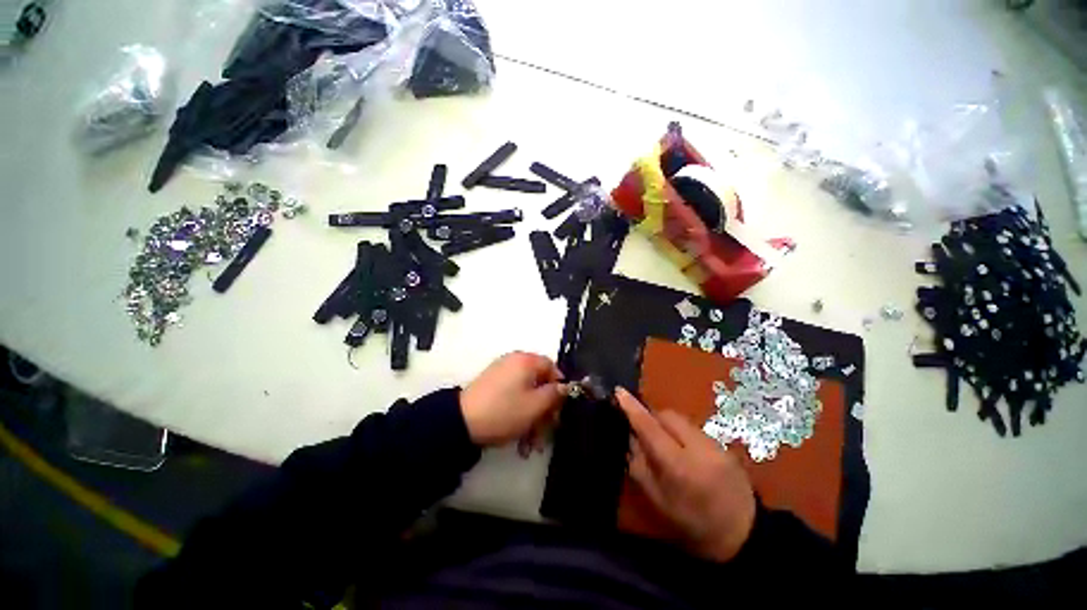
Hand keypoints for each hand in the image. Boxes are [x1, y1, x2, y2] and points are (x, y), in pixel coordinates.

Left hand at [460, 352, 567, 447]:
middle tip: (547, 432)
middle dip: (546, 411)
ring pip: (527, 395)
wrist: (461, 423)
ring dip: (533, 419)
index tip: (560, 409)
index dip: (560, 388)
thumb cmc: (505, 411)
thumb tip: (565, 387)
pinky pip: (513, 398)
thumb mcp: (536, 405)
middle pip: (540, 384)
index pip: (552, 367)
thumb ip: (555, 394)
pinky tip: (520, 441)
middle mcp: (514, 363)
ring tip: (532, 445)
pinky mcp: (492, 387)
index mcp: (526, 361)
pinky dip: (519, 416)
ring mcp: (502, 375)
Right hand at [616, 387, 755, 562]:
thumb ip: (640, 465)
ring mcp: (714, 444)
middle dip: (651, 418)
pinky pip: (693, 427)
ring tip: (664, 443)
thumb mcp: (659, 500)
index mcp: (679, 466)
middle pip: (666, 415)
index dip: (632, 408)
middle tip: (643, 433)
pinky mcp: (722, 445)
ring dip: (666, 424)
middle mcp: (698, 448)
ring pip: (680, 419)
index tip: (619, 391)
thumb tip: (630, 438)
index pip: (650, 428)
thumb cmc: (694, 524)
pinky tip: (682, 450)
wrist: (745, 534)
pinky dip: (680, 431)